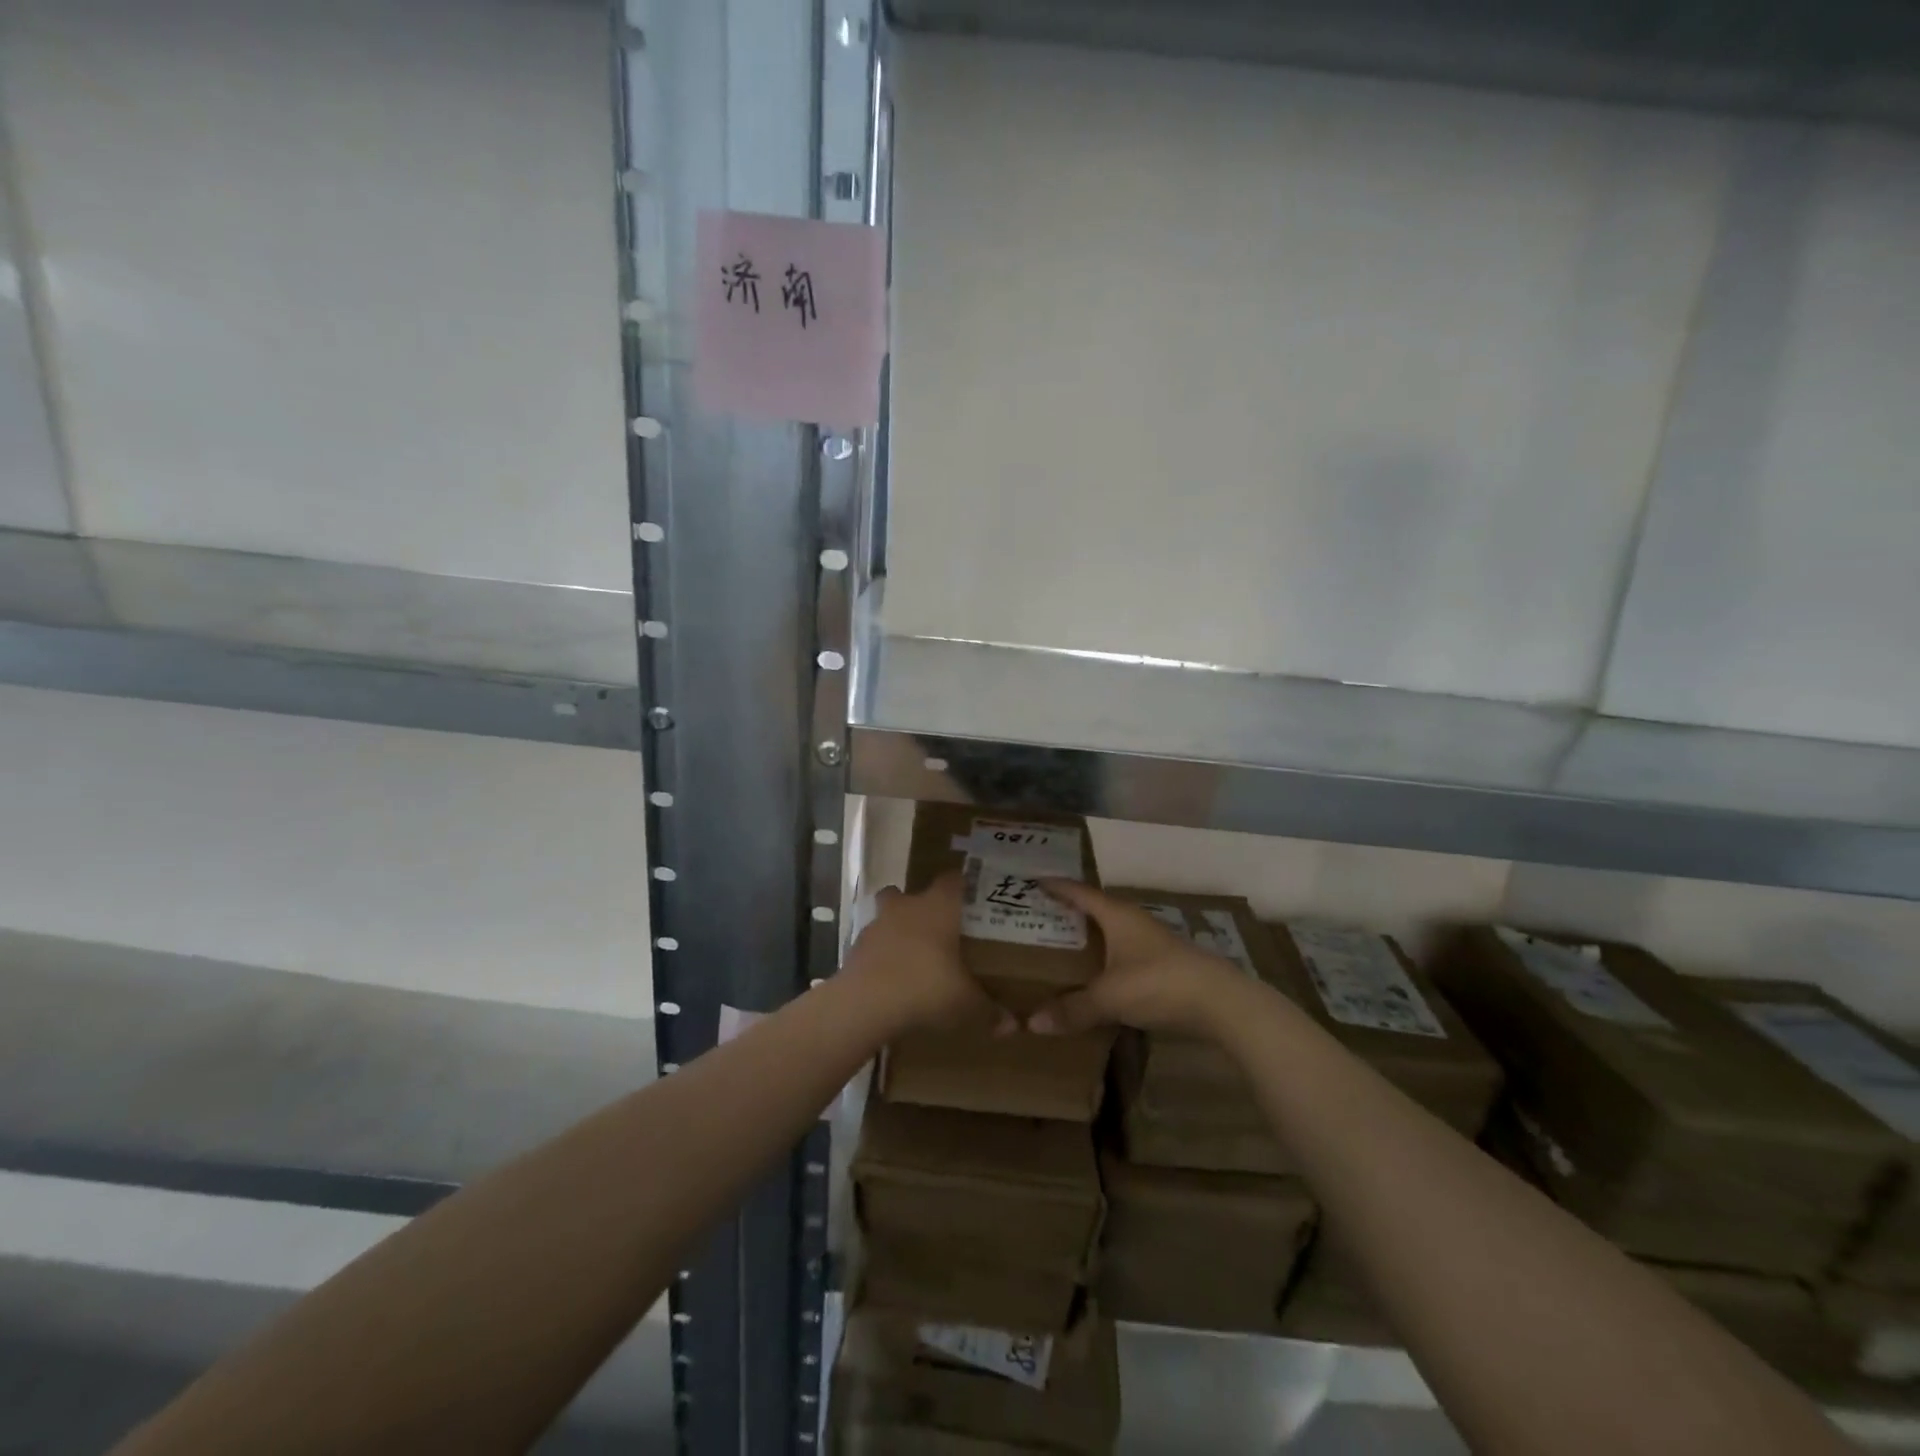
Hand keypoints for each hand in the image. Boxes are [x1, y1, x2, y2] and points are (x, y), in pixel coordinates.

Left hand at [841, 874, 1010, 1034]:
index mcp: (938, 906)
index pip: (952, 880)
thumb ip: (989, 1011)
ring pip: (888, 915)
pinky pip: (874, 944)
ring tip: (914, 957)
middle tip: (940, 930)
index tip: (971, 899)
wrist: (866, 1004)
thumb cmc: (926, 987)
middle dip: (922, 908)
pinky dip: (882, 955)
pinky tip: (893, 979)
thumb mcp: (966, 1003)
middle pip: (911, 893)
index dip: (961, 886)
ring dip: (898, 930)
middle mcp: (906, 906)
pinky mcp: (856, 947)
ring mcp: (877, 924)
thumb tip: (1013, 1026)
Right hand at [1026, 880, 1246, 1037]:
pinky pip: (1124, 956)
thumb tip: (1031, 1023)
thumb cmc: (1159, 983)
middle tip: (1038, 920)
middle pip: (1095, 911)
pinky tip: (1096, 978)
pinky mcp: (1164, 965)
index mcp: (1117, 915)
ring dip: (1090, 940)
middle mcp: (1134, 922)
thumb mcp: (1109, 997)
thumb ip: (1072, 1009)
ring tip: (1061, 950)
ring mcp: (1152, 943)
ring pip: (1112, 935)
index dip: (1057, 887)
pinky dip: (1106, 961)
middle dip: (1069, 915)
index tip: (1034, 882)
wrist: (1221, 1003)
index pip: (1080, 893)